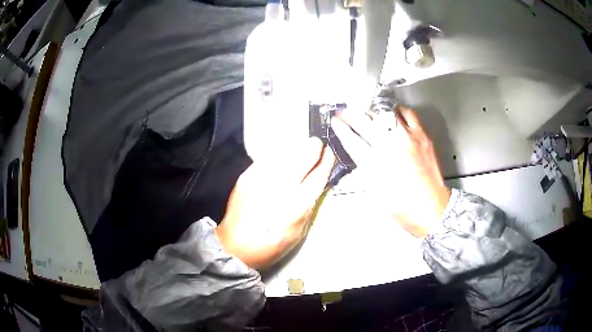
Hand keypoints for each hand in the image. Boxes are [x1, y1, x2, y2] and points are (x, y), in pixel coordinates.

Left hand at [216, 138, 334, 269]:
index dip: (326, 162)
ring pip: (285, 153)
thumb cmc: (271, 244)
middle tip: (318, 145)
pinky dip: (280, 155)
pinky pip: (268, 157)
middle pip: (302, 157)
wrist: (235, 245)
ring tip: (303, 149)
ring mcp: (261, 178)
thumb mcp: (298, 232)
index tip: (330, 153)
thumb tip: (317, 184)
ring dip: (297, 149)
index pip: (317, 176)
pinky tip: (283, 158)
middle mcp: (279, 187)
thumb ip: (309, 206)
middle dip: (313, 148)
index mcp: (296, 205)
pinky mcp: (247, 175)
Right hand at [332, 106, 450, 237]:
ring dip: (372, 112)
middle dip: (350, 115)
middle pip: (365, 122)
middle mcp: (390, 146)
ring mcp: (407, 138)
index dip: (341, 128)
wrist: (432, 208)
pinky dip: (397, 111)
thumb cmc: (402, 207)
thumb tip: (359, 151)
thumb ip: (365, 167)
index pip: (352, 139)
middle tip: (345, 112)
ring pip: (384, 113)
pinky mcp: (422, 135)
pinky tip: (393, 115)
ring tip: (368, 113)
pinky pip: (407, 113)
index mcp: (375, 164)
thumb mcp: (375, 190)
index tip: (336, 121)